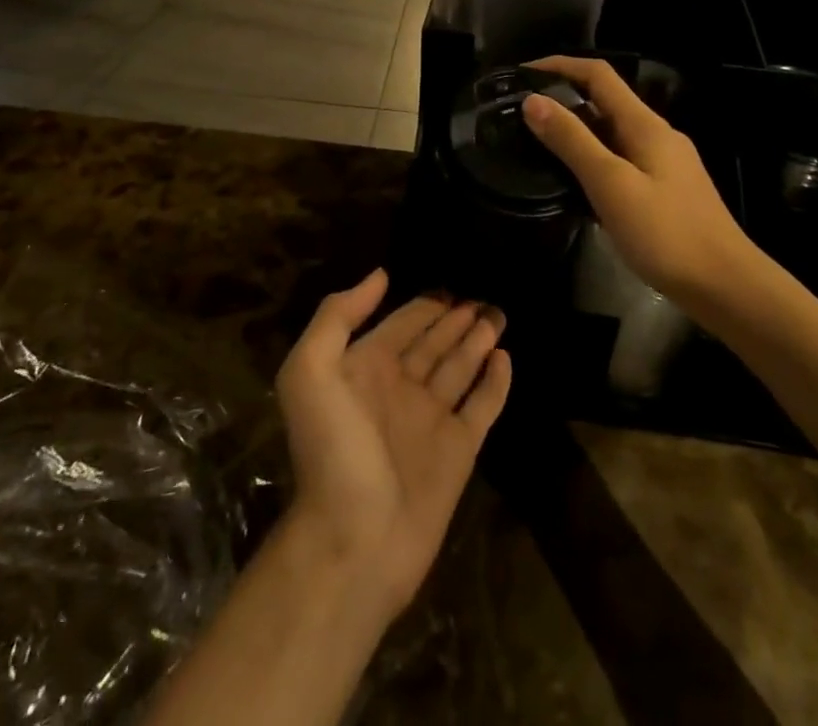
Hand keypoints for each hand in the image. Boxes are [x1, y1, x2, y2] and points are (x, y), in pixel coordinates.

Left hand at [275, 270, 510, 619]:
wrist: (354, 542)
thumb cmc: (332, 450)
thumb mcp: (311, 372)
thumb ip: (338, 317)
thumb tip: (380, 275)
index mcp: (366, 369)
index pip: (401, 324)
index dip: (423, 304)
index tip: (450, 283)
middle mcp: (400, 389)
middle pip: (434, 342)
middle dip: (456, 318)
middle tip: (484, 296)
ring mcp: (431, 420)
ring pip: (460, 368)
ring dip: (478, 341)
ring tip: (498, 314)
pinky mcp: (459, 451)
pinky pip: (482, 406)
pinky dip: (495, 382)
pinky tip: (506, 357)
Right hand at [521, 56, 751, 300]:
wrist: (726, 286)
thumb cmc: (666, 233)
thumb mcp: (611, 184)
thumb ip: (572, 141)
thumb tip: (533, 100)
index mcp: (645, 124)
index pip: (599, 75)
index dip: (560, 65)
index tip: (522, 73)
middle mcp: (656, 134)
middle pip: (605, 100)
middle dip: (563, 97)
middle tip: (521, 112)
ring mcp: (664, 162)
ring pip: (612, 132)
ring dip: (576, 129)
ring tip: (538, 143)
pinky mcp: (665, 189)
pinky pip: (620, 158)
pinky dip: (592, 157)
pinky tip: (574, 181)